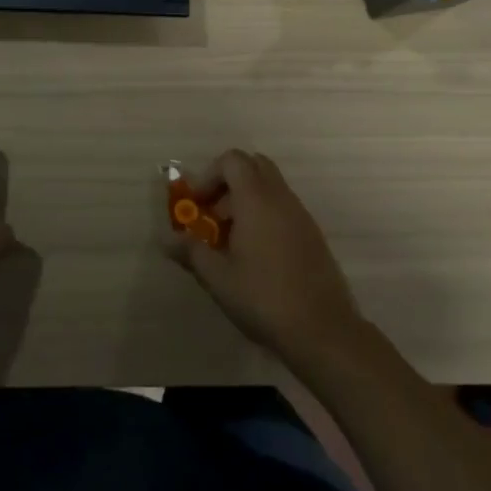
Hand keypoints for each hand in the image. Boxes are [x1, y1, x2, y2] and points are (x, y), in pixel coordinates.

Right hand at [166, 149, 364, 370]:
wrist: (323, 330)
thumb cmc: (264, 298)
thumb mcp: (218, 278)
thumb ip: (191, 252)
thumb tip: (166, 239)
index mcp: (256, 199)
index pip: (232, 160)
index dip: (209, 175)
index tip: (197, 204)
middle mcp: (281, 197)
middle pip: (253, 165)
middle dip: (228, 182)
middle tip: (213, 213)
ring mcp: (301, 214)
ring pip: (270, 186)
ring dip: (246, 199)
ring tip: (231, 239)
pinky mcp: (312, 234)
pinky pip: (283, 207)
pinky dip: (265, 214)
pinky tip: (256, 254)